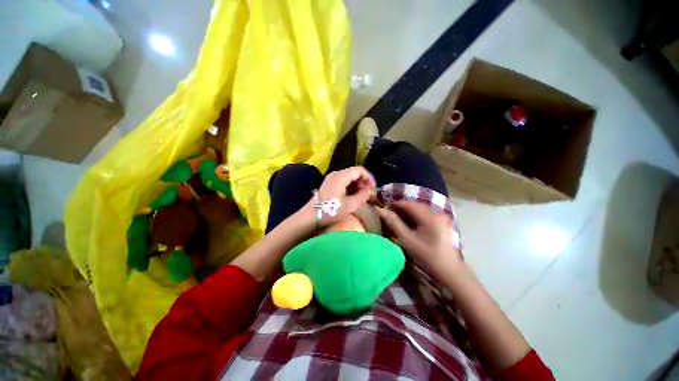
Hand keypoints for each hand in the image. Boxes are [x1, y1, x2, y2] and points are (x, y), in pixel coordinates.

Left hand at [312, 166, 375, 227]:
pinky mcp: (329, 184)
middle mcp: (336, 174)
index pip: (360, 170)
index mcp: (341, 176)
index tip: (373, 188)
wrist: (311, 216)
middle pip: (354, 173)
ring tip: (362, 196)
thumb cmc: (331, 210)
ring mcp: (331, 179)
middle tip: (369, 193)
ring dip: (358, 185)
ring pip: (349, 177)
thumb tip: (371, 190)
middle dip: (364, 182)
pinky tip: (353, 196)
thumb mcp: (350, 205)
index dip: (369, 177)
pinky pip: (344, 182)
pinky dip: (351, 187)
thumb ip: (363, 195)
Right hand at [375, 201, 461, 276]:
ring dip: (406, 212)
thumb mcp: (407, 240)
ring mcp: (439, 216)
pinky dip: (414, 216)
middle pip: (413, 205)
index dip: (393, 204)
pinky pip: (423, 213)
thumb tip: (379, 209)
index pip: (407, 204)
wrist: (448, 270)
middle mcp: (436, 212)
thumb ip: (393, 223)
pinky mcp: (440, 221)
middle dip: (399, 209)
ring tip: (396, 220)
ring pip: (418, 209)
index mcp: (429, 217)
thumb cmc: (426, 257)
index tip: (383, 209)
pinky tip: (408, 224)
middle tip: (388, 215)